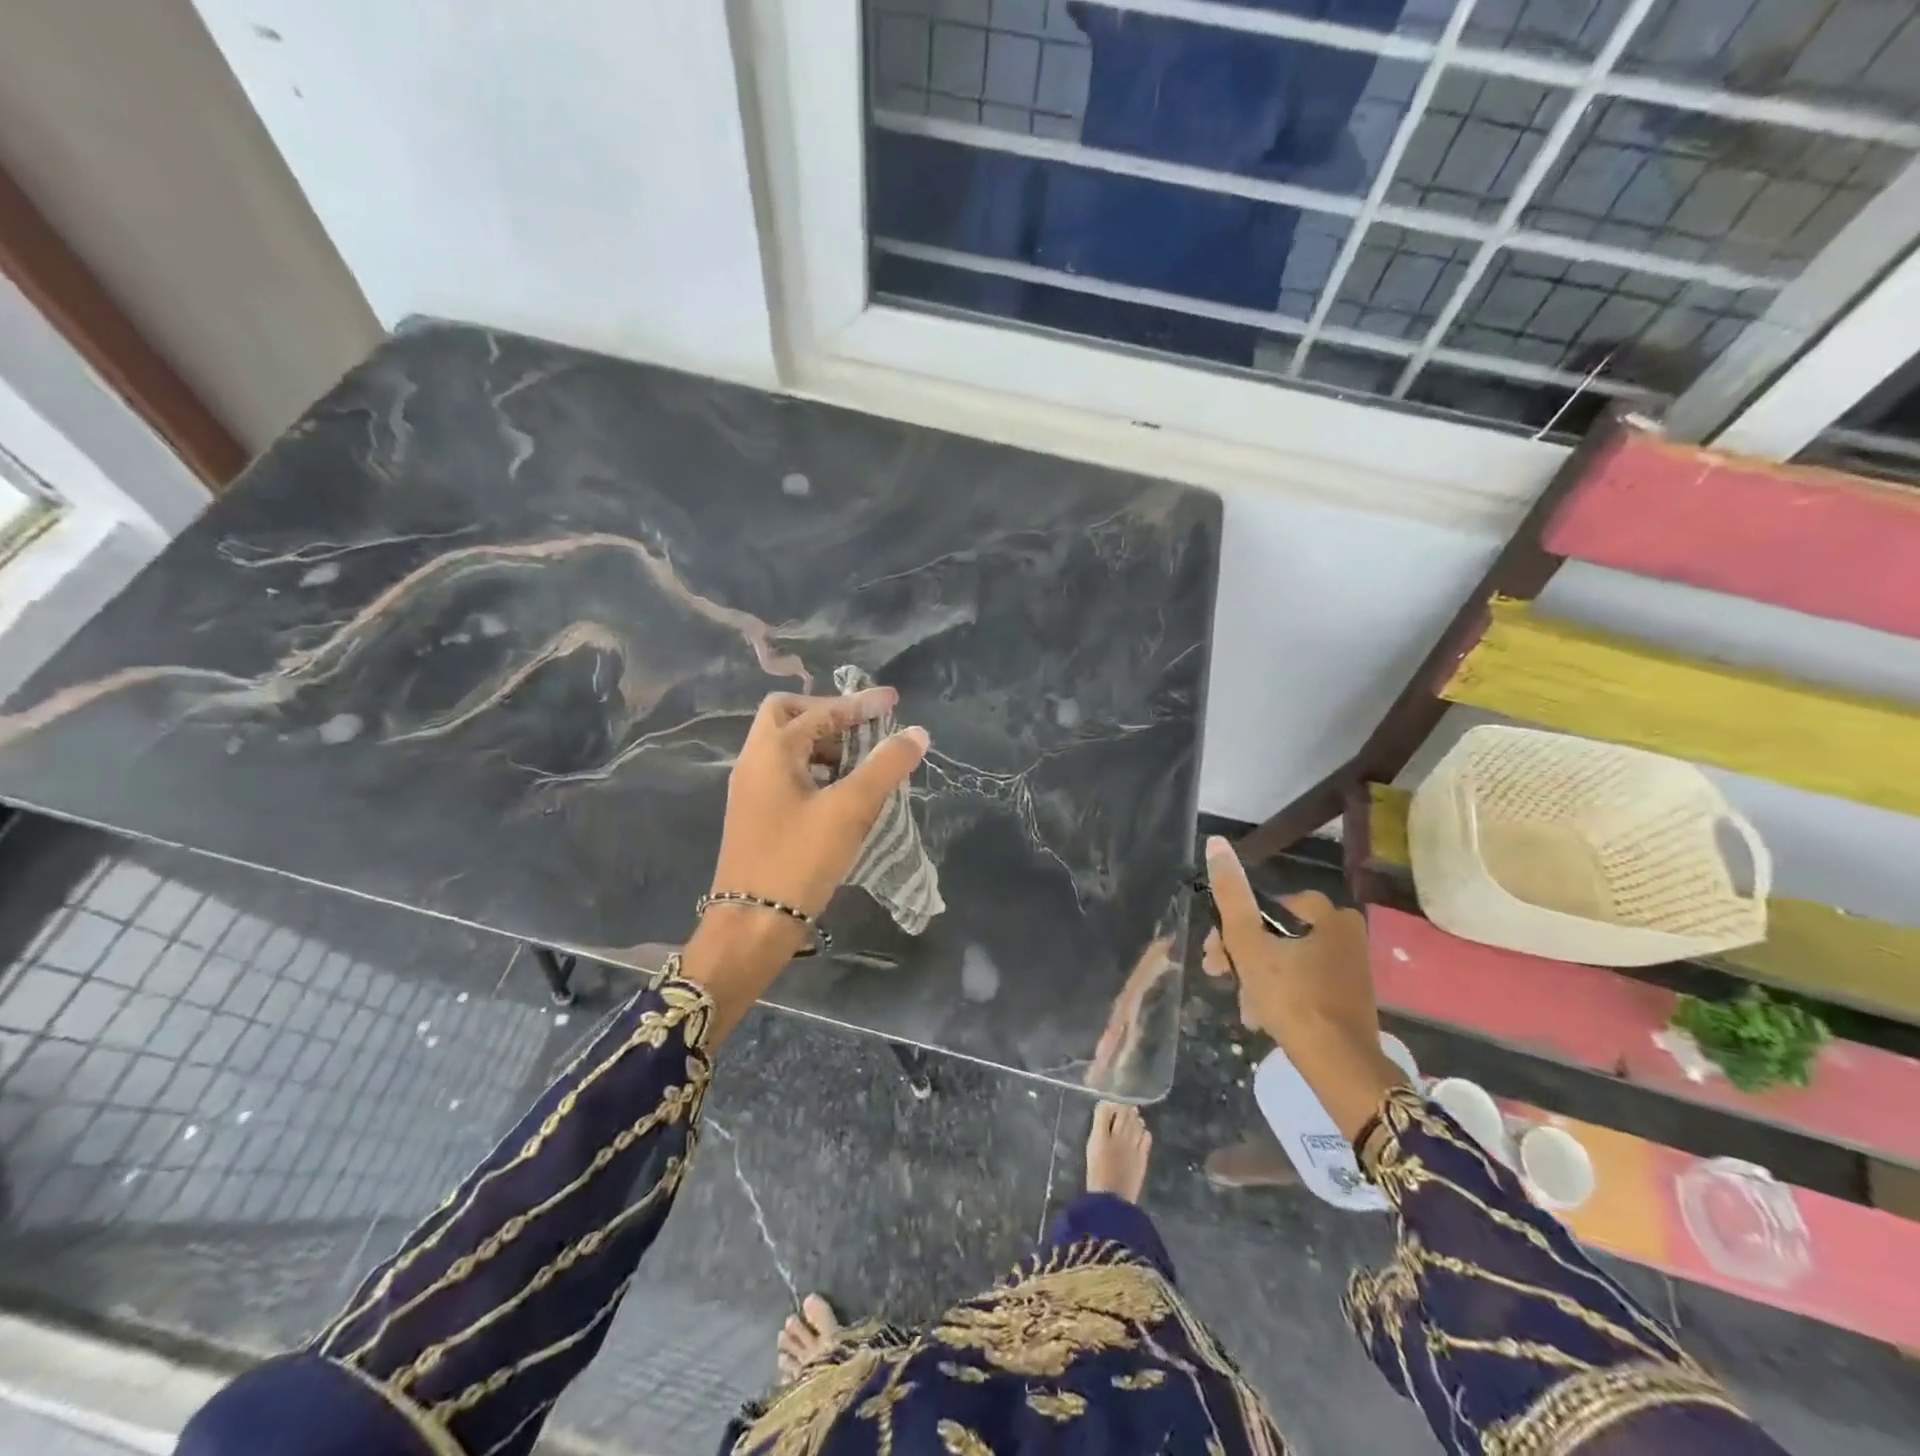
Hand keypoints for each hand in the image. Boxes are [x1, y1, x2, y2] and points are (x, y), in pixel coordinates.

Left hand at [684, 689, 929, 1043]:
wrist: (751, 926)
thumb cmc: (799, 860)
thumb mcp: (850, 809)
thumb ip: (885, 767)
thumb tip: (916, 733)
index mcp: (770, 752)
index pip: (819, 711)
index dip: (859, 704)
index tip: (894, 702)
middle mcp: (753, 763)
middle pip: (787, 716)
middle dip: (828, 716)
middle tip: (862, 730)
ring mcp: (750, 791)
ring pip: (785, 747)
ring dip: (822, 744)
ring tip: (859, 762)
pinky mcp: (755, 816)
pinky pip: (786, 774)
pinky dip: (815, 770)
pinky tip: (840, 793)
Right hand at [1201, 836, 1404, 1138]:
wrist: (1341, 1066)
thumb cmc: (1292, 998)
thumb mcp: (1249, 944)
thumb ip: (1231, 895)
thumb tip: (1216, 843)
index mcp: (1327, 912)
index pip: (1262, 908)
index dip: (1230, 930)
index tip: (1214, 958)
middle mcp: (1344, 931)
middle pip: (1273, 933)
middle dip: (1242, 957)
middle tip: (1221, 979)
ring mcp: (1350, 964)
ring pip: (1285, 959)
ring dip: (1257, 978)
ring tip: (1244, 1007)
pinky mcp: (1349, 994)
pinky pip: (1303, 981)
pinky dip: (1280, 993)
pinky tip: (1264, 1016)